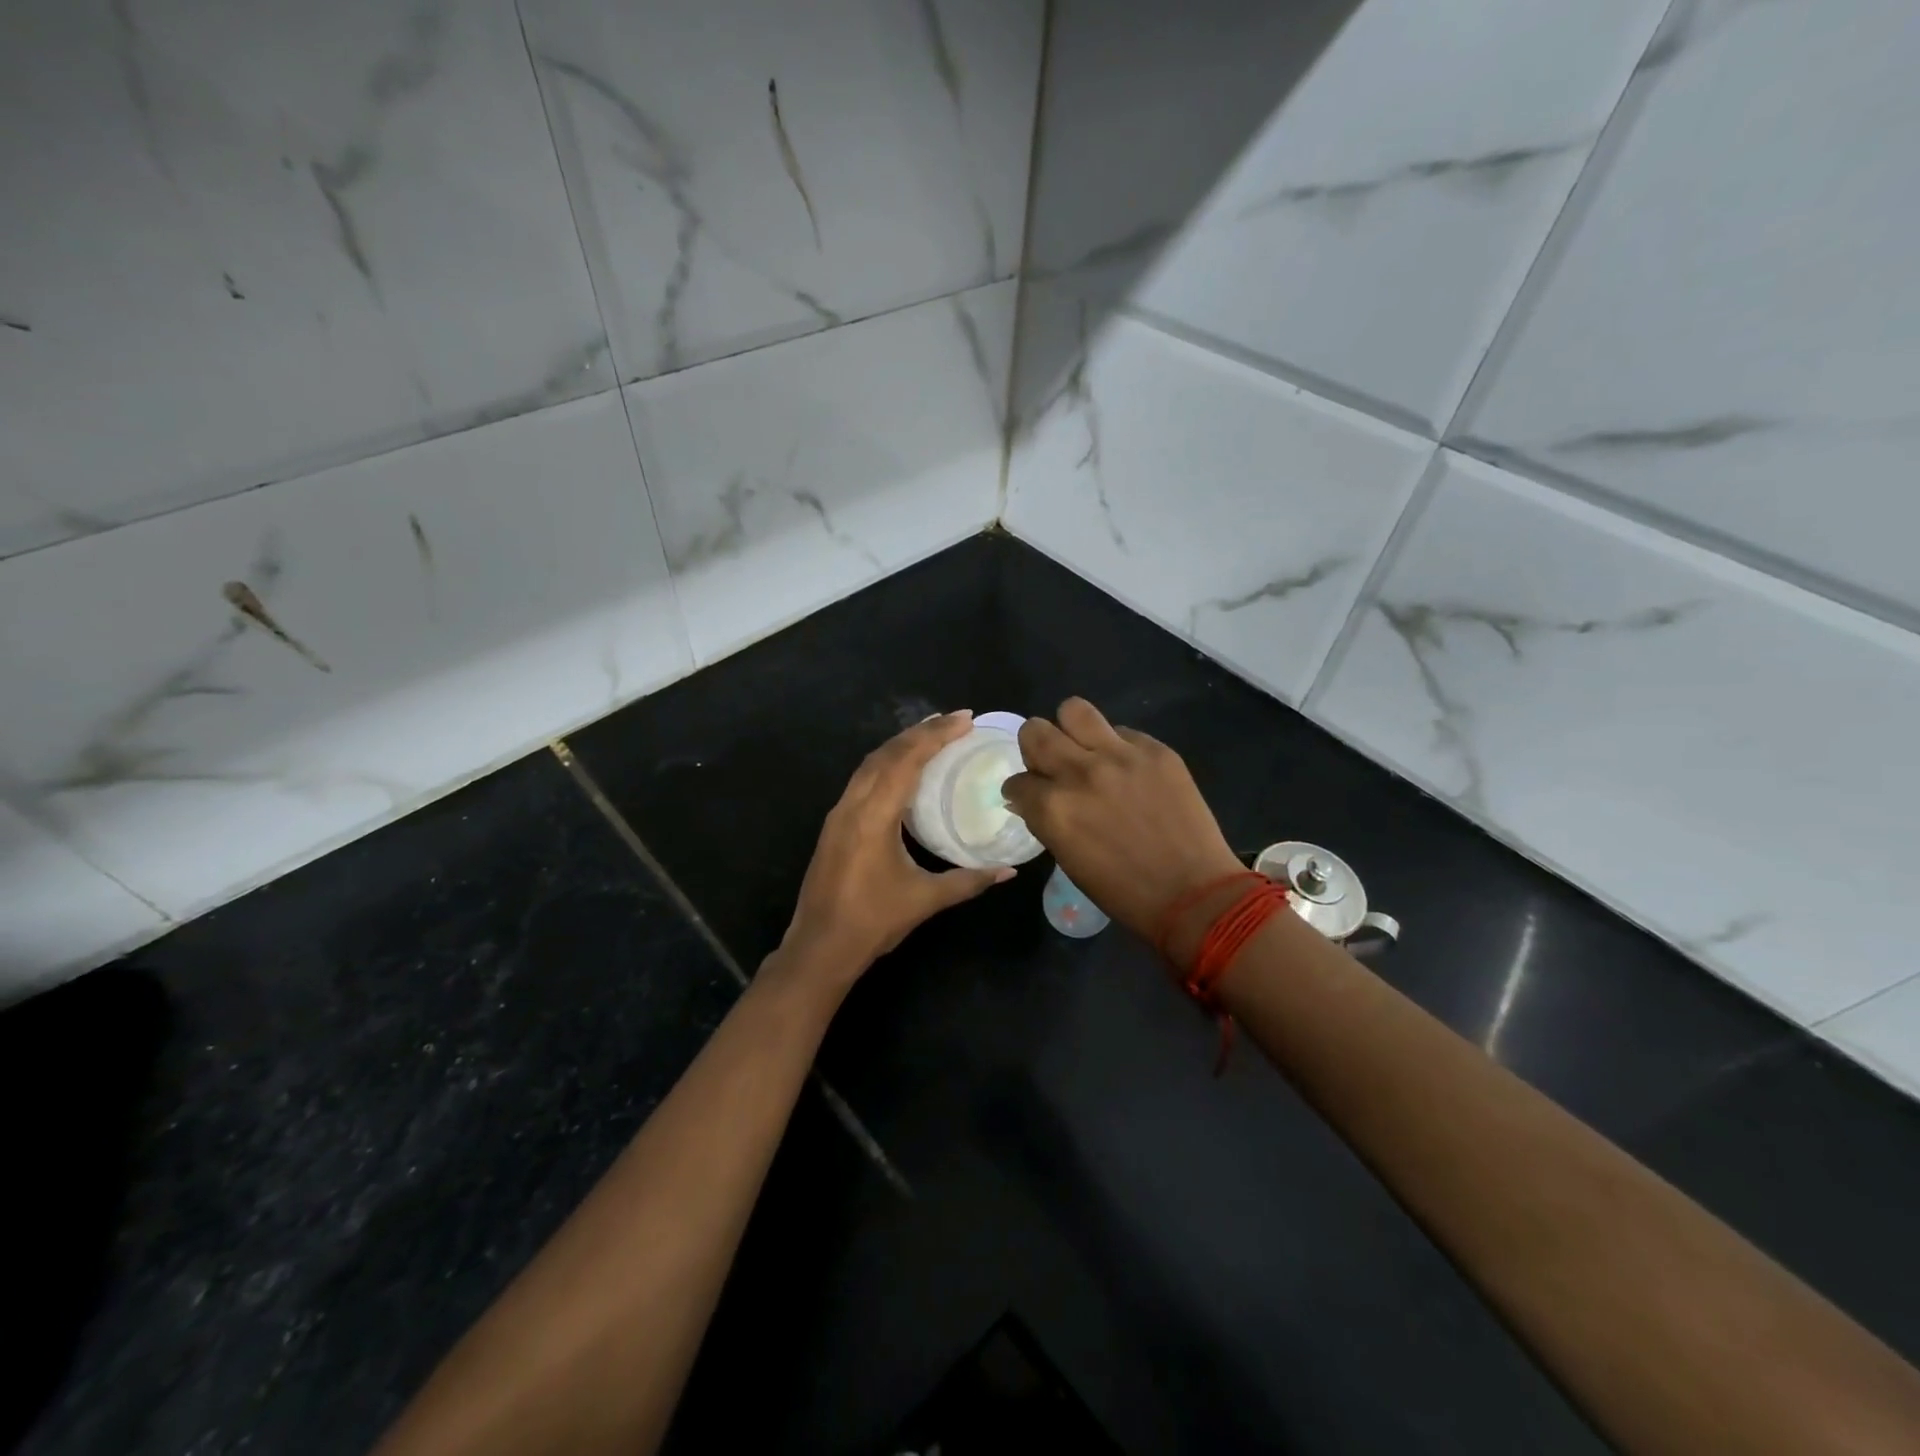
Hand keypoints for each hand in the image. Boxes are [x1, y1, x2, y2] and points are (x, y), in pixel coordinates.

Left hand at [776, 711, 1013, 985]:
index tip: (966, 719)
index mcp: (874, 816)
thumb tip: (1008, 871)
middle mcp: (853, 804)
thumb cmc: (873, 922)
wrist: (819, 946)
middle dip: (922, 732)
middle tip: (956, 720)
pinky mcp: (834, 825)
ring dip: (901, 744)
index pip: (907, 761)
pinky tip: (903, 770)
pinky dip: (886, 763)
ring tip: (932, 734)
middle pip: (887, 753)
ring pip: (870, 763)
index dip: (937, 736)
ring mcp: (839, 813)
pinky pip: (862, 778)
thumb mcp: (926, 899)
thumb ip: (969, 880)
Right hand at [1003, 698, 1243, 941]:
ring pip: (1074, 710)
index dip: (1021, 790)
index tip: (1030, 796)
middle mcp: (1079, 773)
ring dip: (1070, 728)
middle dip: (1034, 747)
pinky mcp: (1155, 750)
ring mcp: (1120, 756)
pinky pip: (1122, 731)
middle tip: (1051, 763)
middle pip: (1035, 731)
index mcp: (1053, 808)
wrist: (1194, 894)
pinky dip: (1116, 746)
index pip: (1017, 781)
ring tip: (1084, 747)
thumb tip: (1030, 798)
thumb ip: (1045, 820)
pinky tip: (1128, 769)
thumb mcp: (1068, 860)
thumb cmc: (1124, 892)